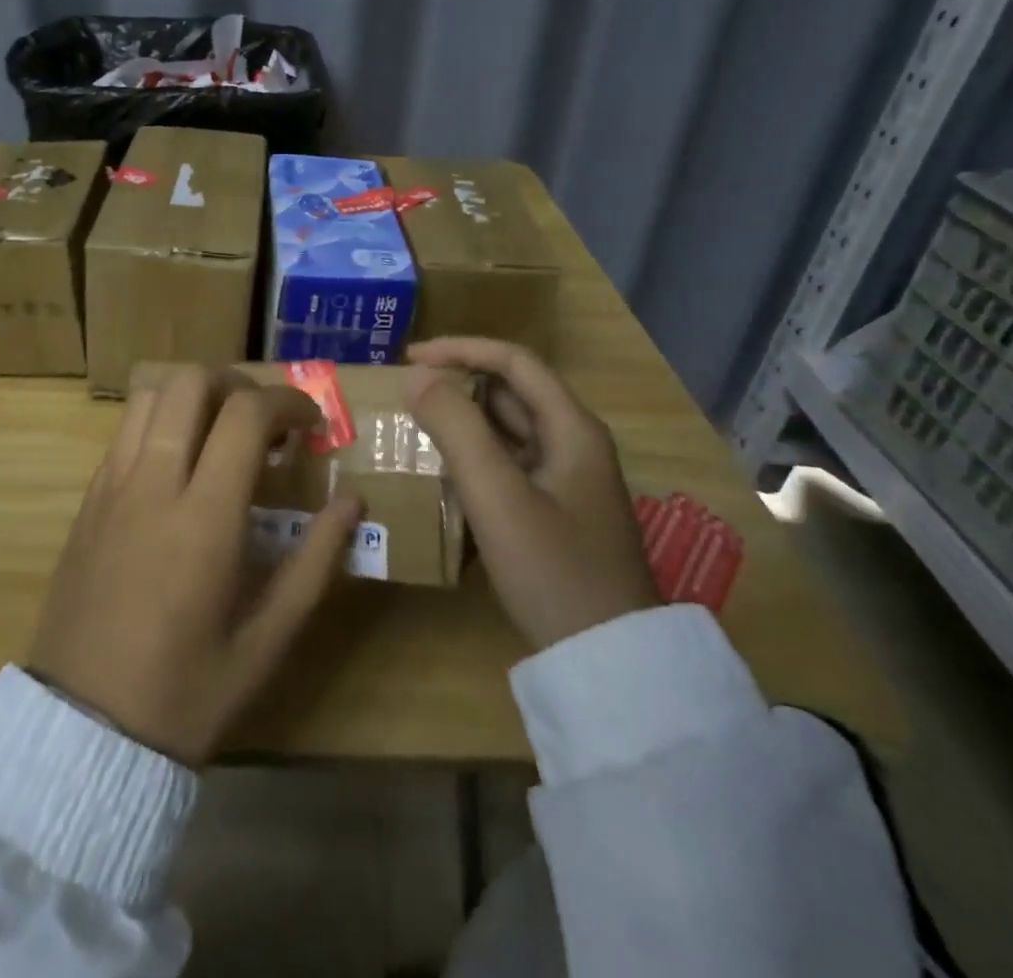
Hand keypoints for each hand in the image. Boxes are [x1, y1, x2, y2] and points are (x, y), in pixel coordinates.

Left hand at [28, 366, 363, 765]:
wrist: (82, 732)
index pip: (246, 415)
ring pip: (150, 395)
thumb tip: (352, 503)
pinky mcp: (88, 499)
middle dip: (237, 384)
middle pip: (190, 382)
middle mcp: (153, 485)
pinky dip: (161, 420)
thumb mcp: (268, 641)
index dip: (287, 401)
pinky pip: (126, 431)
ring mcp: (112, 487)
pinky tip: (181, 463)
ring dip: (194, 396)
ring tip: (222, 432)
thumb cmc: (186, 694)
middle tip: (265, 422)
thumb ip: (316, 563)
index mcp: (204, 519)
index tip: (310, 423)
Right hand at [404, 337, 657, 650]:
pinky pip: (507, 463)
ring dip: (462, 418)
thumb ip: (455, 428)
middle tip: (404, 391)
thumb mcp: (497, 495)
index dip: (460, 349)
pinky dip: (472, 455)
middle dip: (457, 382)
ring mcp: (566, 480)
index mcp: (571, 428)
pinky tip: (440, 470)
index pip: (513, 361)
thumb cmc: (553, 569)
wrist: (608, 663)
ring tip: (412, 423)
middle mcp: (573, 444)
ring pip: (507, 429)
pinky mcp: (554, 511)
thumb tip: (415, 376)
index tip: (408, 357)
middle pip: (510, 392)